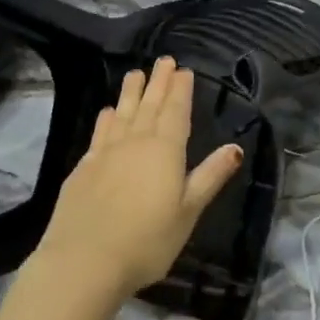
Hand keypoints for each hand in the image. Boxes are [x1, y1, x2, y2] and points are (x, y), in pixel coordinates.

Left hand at [34, 56, 243, 300]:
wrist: (85, 260)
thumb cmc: (147, 240)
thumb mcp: (188, 211)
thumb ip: (210, 176)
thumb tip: (235, 147)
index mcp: (165, 150)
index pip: (176, 111)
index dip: (180, 90)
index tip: (183, 70)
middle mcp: (135, 142)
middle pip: (149, 105)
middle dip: (158, 82)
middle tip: (164, 60)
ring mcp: (106, 153)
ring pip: (122, 113)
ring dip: (131, 92)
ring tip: (135, 73)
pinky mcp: (84, 168)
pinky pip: (100, 132)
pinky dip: (107, 118)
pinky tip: (108, 112)